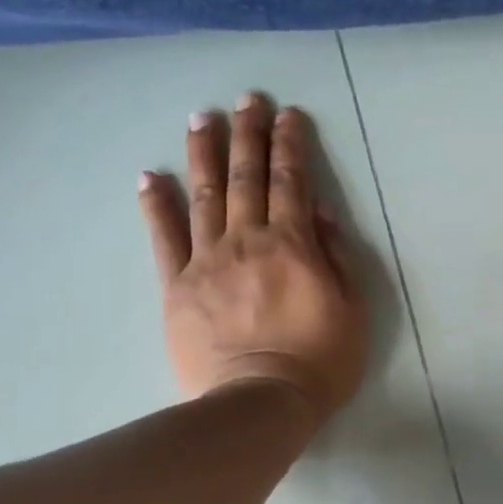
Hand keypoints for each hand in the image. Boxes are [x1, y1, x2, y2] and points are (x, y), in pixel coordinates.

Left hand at [138, 95, 368, 420]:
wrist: (259, 404)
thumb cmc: (319, 361)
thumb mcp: (352, 309)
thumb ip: (336, 255)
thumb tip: (320, 210)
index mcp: (293, 245)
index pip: (291, 182)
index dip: (289, 144)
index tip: (287, 114)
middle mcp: (247, 241)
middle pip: (246, 177)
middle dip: (247, 134)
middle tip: (245, 99)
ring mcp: (206, 262)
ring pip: (203, 195)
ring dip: (203, 153)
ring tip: (201, 118)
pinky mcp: (176, 287)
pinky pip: (164, 238)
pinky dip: (156, 205)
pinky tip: (149, 177)